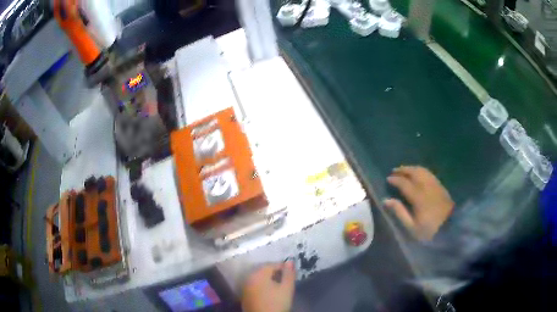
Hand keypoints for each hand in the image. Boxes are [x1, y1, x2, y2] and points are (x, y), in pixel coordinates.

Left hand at [241, 261, 295, 311]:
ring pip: (258, 280)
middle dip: (275, 273)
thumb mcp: (287, 288)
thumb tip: (289, 261)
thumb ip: (289, 274)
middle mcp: (249, 278)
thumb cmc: (276, 303)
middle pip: (263, 271)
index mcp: (258, 274)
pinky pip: (254, 287)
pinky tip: (269, 294)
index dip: (283, 267)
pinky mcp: (244, 297)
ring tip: (279, 287)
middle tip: (286, 280)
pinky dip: (262, 288)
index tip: (291, 273)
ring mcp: (245, 288)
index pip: (272, 265)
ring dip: (268, 281)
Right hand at [384, 166, 453, 240]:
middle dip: (403, 170)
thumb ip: (400, 212)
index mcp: (418, 197)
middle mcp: (427, 186)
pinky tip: (417, 173)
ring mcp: (435, 184)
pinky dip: (420, 170)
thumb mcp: (412, 226)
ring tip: (404, 170)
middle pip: (414, 172)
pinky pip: (428, 173)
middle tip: (394, 171)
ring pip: (422, 170)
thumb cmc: (429, 230)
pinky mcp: (440, 185)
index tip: (388, 179)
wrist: (450, 228)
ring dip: (412, 168)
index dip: (395, 179)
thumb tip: (387, 200)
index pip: (404, 183)